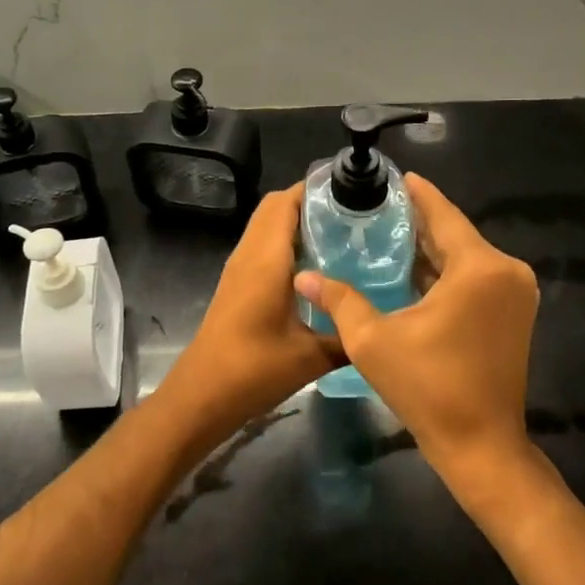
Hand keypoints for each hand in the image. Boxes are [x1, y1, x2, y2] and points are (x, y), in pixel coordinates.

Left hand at [158, 185, 337, 450]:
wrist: (202, 394)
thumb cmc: (254, 370)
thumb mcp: (312, 357)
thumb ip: (348, 336)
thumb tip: (382, 325)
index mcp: (266, 258)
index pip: (286, 201)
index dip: (316, 190)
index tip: (352, 194)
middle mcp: (249, 253)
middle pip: (275, 207)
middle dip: (311, 203)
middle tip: (352, 216)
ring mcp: (239, 267)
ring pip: (266, 226)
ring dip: (297, 222)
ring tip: (340, 236)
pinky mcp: (236, 283)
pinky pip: (262, 245)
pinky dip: (286, 242)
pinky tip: (316, 267)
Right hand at [293, 174, 538, 485]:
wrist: (481, 447)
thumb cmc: (428, 389)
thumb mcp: (373, 340)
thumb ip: (339, 300)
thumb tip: (302, 276)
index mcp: (479, 268)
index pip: (444, 215)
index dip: (418, 194)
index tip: (395, 176)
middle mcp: (506, 271)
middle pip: (455, 234)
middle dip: (418, 222)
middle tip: (378, 208)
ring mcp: (515, 293)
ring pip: (465, 257)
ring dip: (430, 248)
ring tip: (387, 234)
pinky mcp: (514, 313)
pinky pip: (475, 278)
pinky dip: (446, 272)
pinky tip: (411, 269)